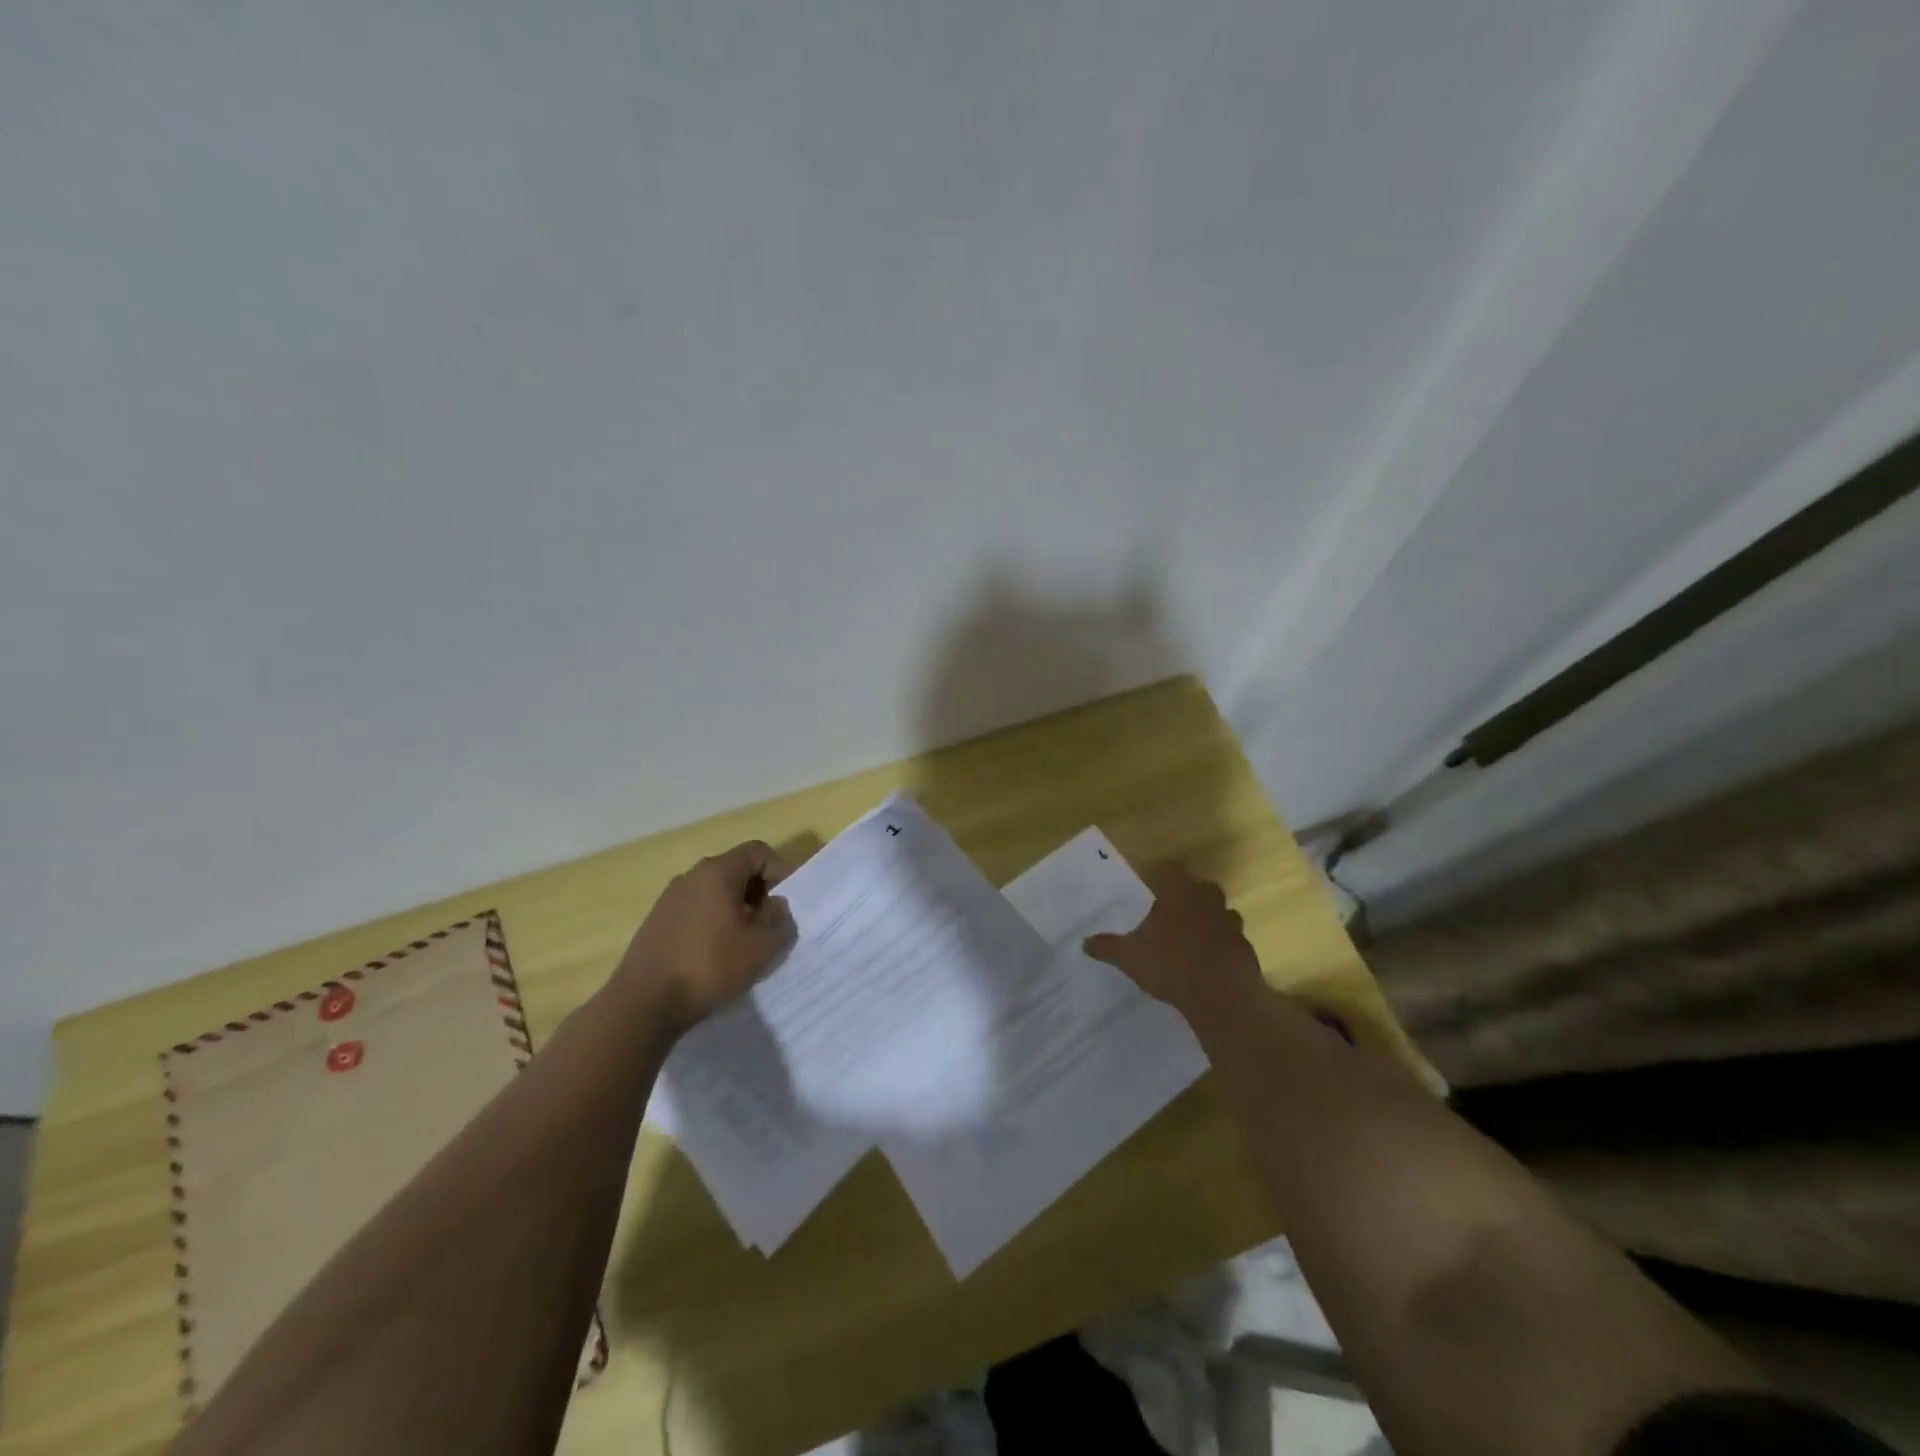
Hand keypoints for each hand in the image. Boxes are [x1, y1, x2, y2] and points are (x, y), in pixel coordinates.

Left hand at [614, 840, 794, 1034]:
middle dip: (759, 893)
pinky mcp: (657, 922)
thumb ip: (778, 918)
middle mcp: (691, 876)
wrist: (643, 1004)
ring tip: (744, 944)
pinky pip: (696, 910)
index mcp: (717, 872)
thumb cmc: (709, 966)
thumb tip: (774, 905)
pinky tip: (716, 956)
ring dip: (737, 910)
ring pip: (715, 892)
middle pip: (736, 870)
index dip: (780, 871)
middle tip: (769, 926)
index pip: (758, 851)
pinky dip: (714, 923)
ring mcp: (670, 899)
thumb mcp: (761, 945)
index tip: (785, 904)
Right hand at [1083, 862, 1263, 1019]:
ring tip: (1193, 936)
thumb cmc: (1170, 965)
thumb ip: (1107, 947)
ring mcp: (1230, 924)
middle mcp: (1207, 901)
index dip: (1161, 873)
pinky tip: (1210, 961)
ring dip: (1210, 919)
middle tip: (1173, 910)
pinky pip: (1233, 939)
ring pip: (1222, 911)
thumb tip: (1085, 943)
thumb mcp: (1129, 957)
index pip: (1171, 869)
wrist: (1221, 995)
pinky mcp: (1245, 948)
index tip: (1151, 882)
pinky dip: (1223, 945)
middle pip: (1202, 887)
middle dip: (1190, 895)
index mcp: (1178, 894)